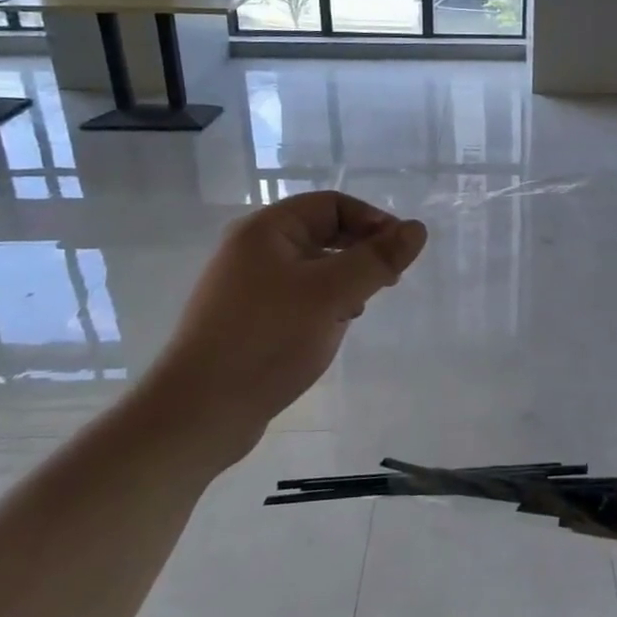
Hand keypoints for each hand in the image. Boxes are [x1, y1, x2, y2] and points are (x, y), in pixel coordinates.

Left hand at [144, 191, 426, 464]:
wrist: (200, 411)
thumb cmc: (268, 339)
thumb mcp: (332, 294)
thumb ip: (377, 258)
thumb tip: (417, 229)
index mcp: (266, 229)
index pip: (333, 204)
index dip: (373, 221)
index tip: (400, 254)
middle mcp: (253, 249)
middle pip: (323, 233)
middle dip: (361, 252)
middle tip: (389, 281)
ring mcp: (247, 286)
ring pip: (313, 268)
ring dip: (345, 281)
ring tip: (360, 309)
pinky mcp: (248, 319)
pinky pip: (298, 296)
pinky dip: (324, 304)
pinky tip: (333, 329)